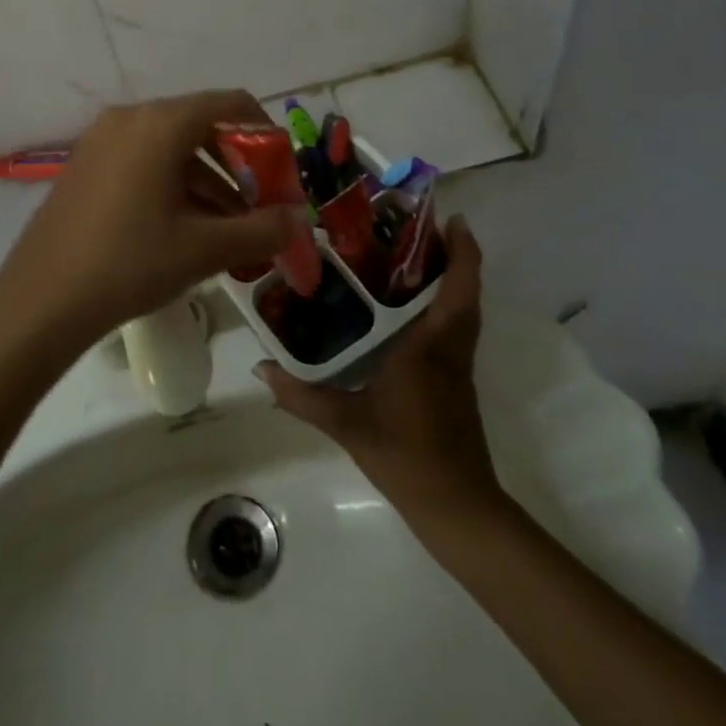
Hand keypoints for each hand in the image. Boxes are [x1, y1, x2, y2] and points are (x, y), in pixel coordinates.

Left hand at [0, 91, 304, 352]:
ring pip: (171, 147)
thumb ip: (262, 229)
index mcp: (160, 123)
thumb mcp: (204, 249)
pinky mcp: (85, 165)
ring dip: (208, 181)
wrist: (41, 299)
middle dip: (238, 166)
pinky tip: (185, 229)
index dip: (266, 135)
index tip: (281, 175)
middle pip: (201, 125)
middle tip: (259, 208)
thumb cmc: (129, 263)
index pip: (230, 104)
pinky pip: (142, 161)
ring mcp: (101, 140)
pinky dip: (173, 184)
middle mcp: (130, 118)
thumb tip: (300, 220)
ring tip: (229, 229)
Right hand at [256, 217, 505, 517]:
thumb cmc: (406, 456)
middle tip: (417, 227)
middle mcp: (450, 349)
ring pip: (463, 310)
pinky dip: (443, 305)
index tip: (451, 217)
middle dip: (454, 255)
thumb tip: (260, 369)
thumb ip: (302, 395)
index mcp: (430, 347)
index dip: (462, 251)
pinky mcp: (456, 382)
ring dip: (452, 279)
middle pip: (465, 292)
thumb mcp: (347, 424)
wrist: (457, 507)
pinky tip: (407, 307)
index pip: (458, 289)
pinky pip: (455, 329)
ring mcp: (457, 367)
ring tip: (411, 256)